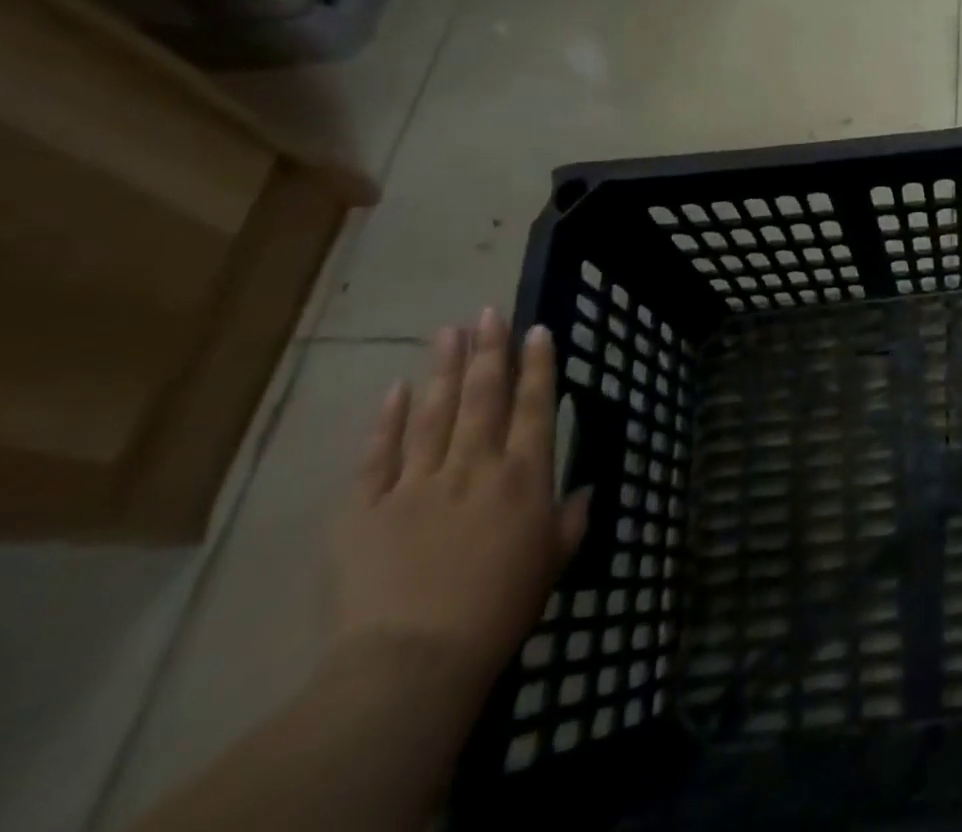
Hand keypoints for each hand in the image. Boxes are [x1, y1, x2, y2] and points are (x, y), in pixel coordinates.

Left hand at [329, 309, 588, 707]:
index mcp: (523, 475)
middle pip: (484, 395)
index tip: (537, 329)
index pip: (535, 406)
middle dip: (489, 349)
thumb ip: (572, 520)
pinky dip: (386, 420)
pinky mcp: (366, 509)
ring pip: (434, 412)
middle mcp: (475, 464)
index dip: (538, 365)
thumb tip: (587, 491)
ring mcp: (417, 482)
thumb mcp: (553, 562)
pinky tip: (395, 389)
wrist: (414, 659)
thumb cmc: (500, 608)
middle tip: (489, 312)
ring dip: (443, 368)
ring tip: (448, 330)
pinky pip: (378, 455)